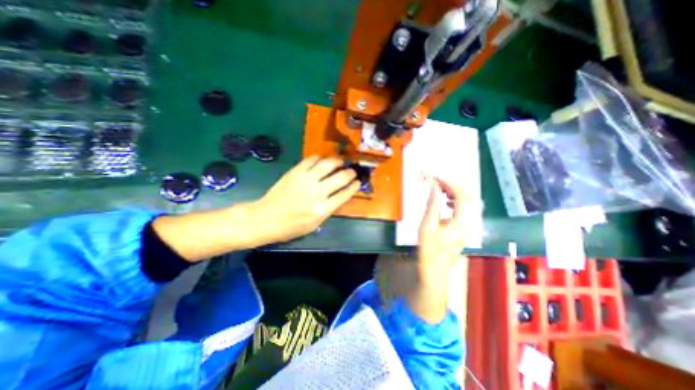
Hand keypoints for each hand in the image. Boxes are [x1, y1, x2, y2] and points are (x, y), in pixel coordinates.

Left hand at [250, 155, 357, 242]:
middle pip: (340, 177)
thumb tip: (340, 196)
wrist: (266, 218)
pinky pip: (311, 160)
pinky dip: (319, 158)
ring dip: (337, 161)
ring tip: (340, 161)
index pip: (345, 194)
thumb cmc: (291, 227)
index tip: (358, 181)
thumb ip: (329, 209)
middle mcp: (317, 193)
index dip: (354, 186)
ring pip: (327, 164)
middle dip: (350, 172)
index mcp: (322, 209)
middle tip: (352, 170)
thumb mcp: (314, 225)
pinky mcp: (295, 172)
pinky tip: (322, 160)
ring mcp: (305, 180)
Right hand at [409, 176, 472, 322]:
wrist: (435, 272)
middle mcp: (470, 221)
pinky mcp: (464, 227)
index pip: (462, 194)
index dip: (448, 182)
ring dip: (453, 191)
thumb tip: (434, 186)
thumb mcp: (427, 227)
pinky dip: (454, 199)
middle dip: (451, 184)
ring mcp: (468, 225)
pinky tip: (444, 200)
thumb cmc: (429, 251)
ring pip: (467, 201)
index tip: (433, 177)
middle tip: (435, 180)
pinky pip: (463, 208)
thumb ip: (432, 205)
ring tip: (438, 187)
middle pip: (468, 195)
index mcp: (462, 221)